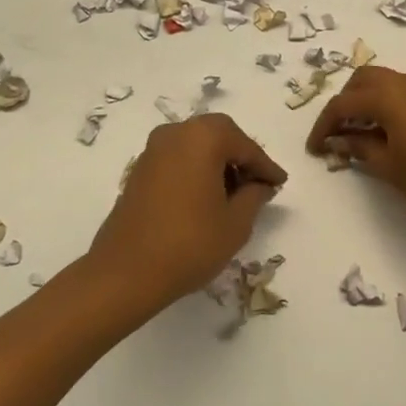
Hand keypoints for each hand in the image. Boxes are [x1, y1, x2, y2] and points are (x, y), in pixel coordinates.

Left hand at [88, 113, 287, 310]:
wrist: (125, 272)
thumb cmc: (189, 244)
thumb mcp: (236, 223)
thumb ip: (255, 196)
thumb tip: (259, 184)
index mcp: (203, 137)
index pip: (245, 146)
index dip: (266, 166)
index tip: (280, 182)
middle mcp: (176, 133)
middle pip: (219, 135)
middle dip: (241, 157)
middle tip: (258, 184)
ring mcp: (153, 150)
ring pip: (196, 145)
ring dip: (217, 163)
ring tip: (234, 195)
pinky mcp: (139, 169)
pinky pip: (178, 158)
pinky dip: (196, 170)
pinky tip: (206, 198)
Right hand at [305, 65, 405, 231]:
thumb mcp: (389, 168)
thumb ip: (360, 148)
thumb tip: (339, 140)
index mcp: (387, 97)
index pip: (342, 104)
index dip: (323, 125)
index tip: (315, 149)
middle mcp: (404, 83)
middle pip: (362, 80)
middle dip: (344, 103)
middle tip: (336, 133)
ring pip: (383, 82)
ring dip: (365, 100)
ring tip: (359, 133)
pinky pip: (401, 91)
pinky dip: (385, 103)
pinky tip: (386, 132)